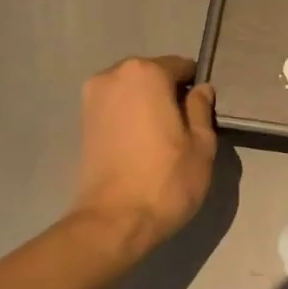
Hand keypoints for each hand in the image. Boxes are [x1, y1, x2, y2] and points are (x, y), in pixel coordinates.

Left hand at [69, 55, 216, 251]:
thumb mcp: (201, 143)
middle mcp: (113, 75)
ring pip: (133, 92)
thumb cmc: (166, 179)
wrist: (114, 221)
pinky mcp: (82, 122)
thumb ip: (201, 108)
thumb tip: (200, 90)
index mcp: (145, 72)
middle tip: (186, 127)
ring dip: (150, 106)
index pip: (181, 66)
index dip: (196, 87)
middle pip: (153, 75)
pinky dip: (132, 118)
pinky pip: (117, 108)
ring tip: (164, 139)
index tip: (205, 112)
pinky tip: (144, 145)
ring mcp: (92, 98)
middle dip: (170, 94)